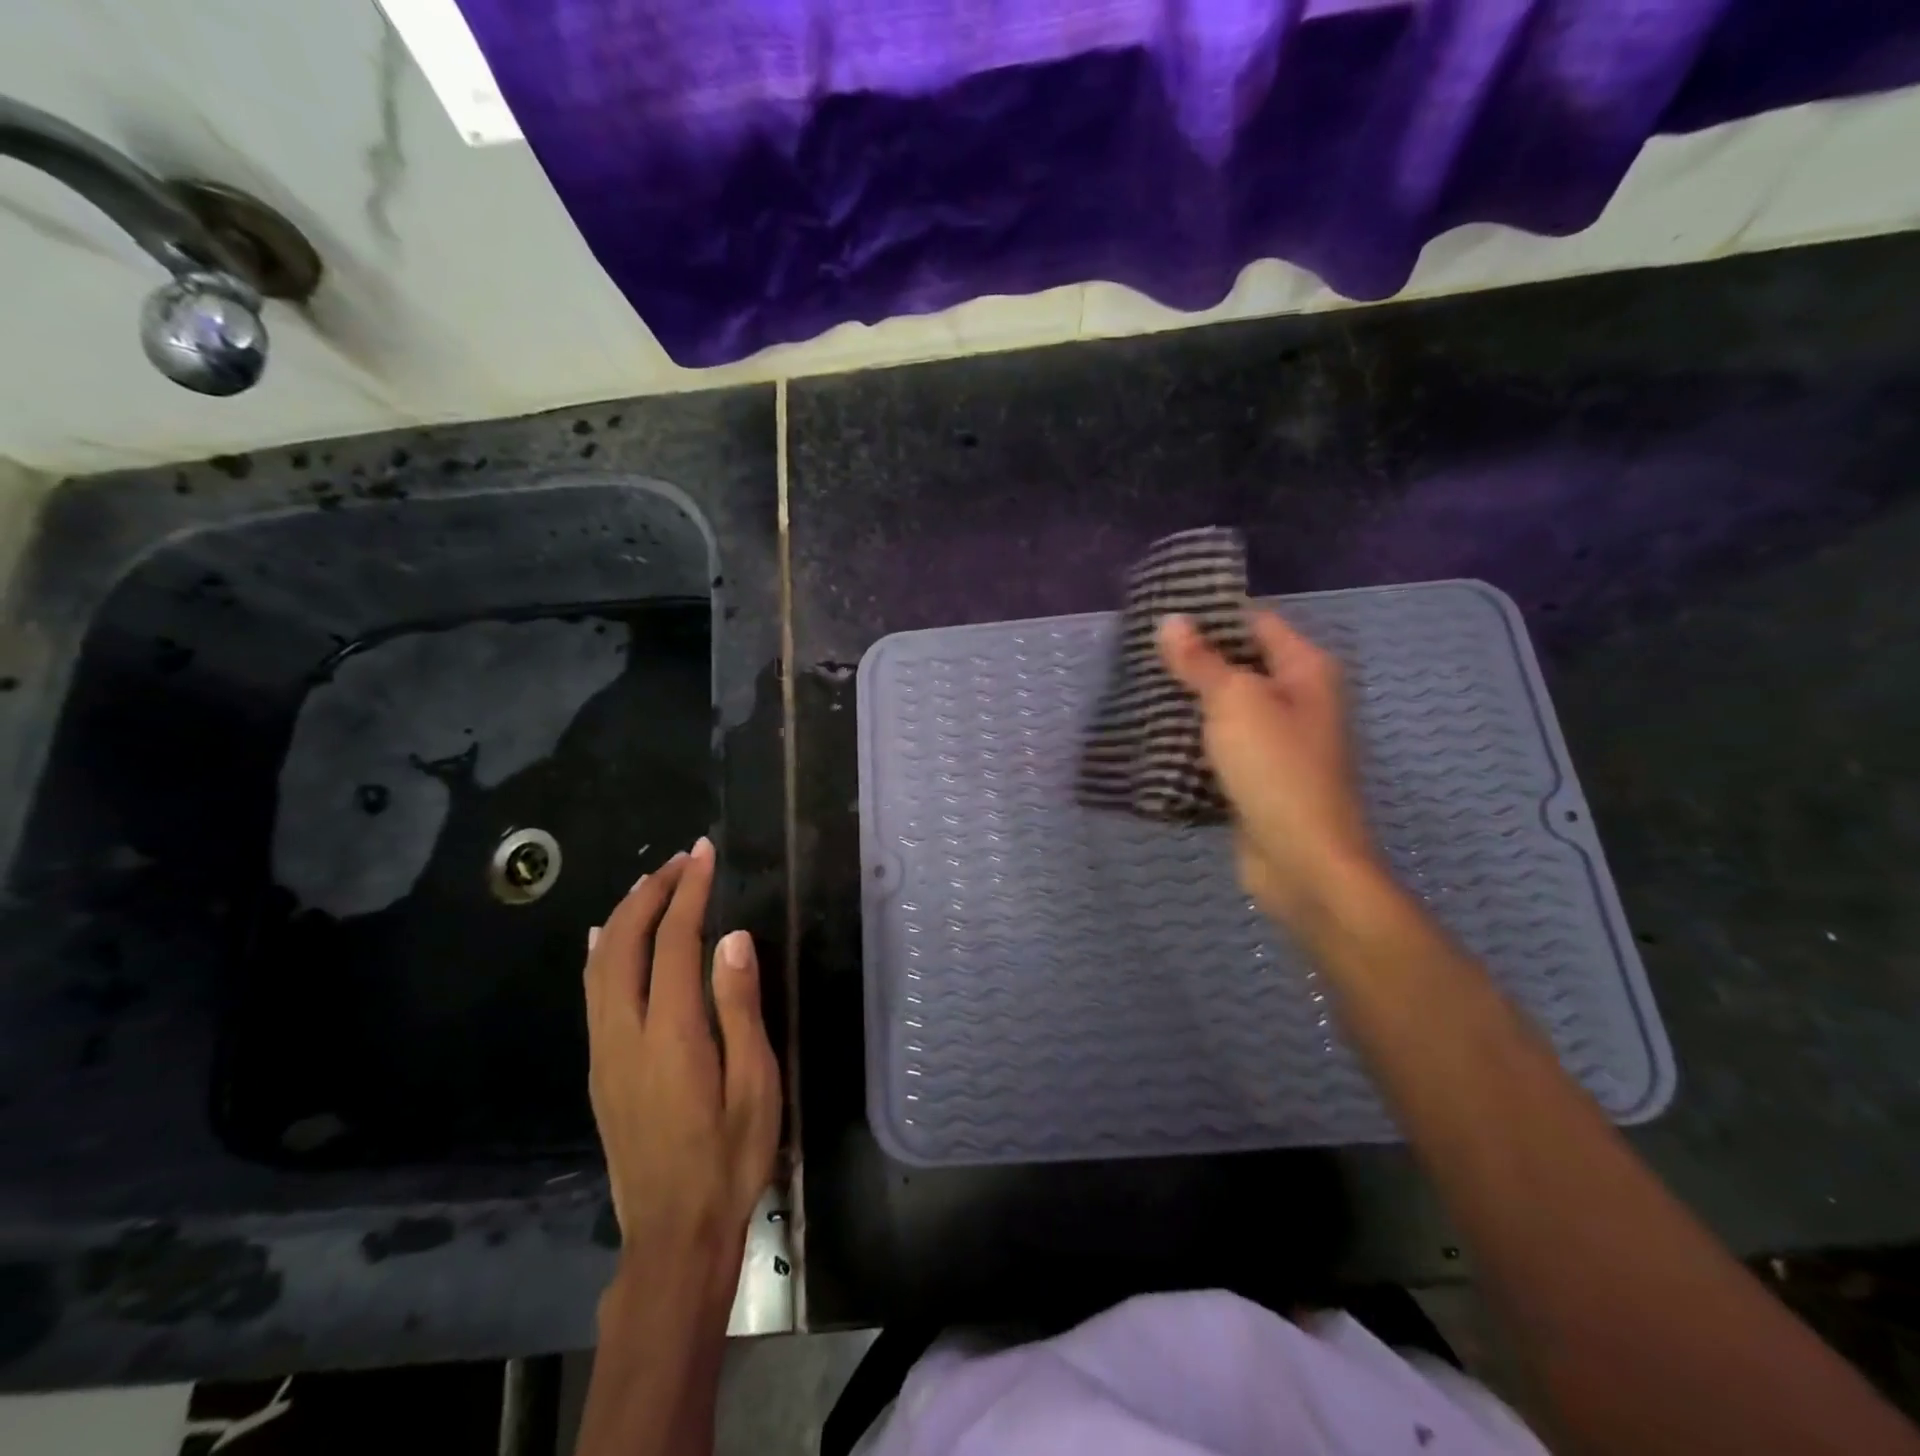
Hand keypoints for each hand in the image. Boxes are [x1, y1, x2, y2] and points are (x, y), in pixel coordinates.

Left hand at [582, 837, 780, 1310]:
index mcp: (671, 1035)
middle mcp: (625, 1035)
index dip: (688, 892)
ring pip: (599, 965)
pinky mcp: (598, 1071)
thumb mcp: (755, 1085)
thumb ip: (740, 1008)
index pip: (674, 942)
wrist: (673, 1237)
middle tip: (683, 860)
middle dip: (651, 893)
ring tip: (652, 883)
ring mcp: (603, 1054)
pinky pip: (591, 993)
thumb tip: (732, 939)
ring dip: (623, 915)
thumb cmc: (730, 1159)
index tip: (704, 854)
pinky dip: (600, 951)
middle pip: (623, 944)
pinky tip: (603, 937)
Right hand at [1157, 610, 1381, 930]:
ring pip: (1228, 709)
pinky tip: (1155, 736)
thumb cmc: (1275, 768)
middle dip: (1194, 661)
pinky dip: (1194, 741)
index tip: (1161, 615)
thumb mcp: (1234, 702)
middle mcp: (1299, 700)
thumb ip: (1201, 661)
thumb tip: (1171, 620)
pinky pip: (1223, 747)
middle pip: (1241, 665)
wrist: (1302, 861)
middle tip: (1139, 653)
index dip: (1212, 616)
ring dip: (1190, 703)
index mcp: (1306, 670)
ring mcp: (1280, 742)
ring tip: (1138, 689)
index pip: (1256, 622)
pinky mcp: (1260, 778)